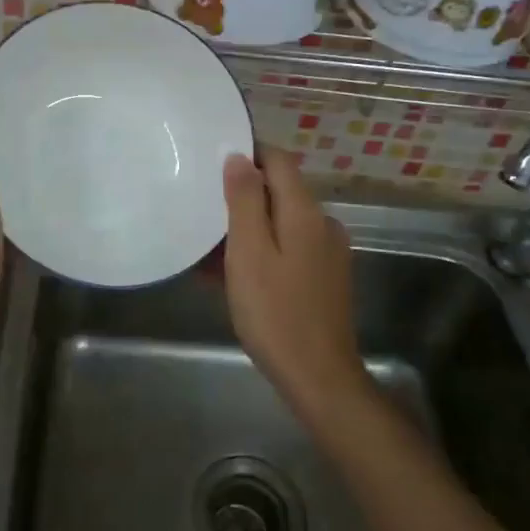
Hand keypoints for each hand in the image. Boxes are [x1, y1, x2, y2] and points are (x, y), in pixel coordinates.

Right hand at [222, 149, 368, 417]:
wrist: (318, 376)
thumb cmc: (275, 312)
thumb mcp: (249, 253)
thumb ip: (244, 201)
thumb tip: (239, 157)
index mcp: (305, 212)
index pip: (279, 160)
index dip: (248, 154)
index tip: (212, 162)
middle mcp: (322, 223)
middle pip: (280, 191)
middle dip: (242, 196)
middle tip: (202, 210)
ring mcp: (327, 252)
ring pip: (281, 223)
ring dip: (248, 229)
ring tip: (208, 249)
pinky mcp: (325, 277)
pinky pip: (288, 249)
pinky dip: (261, 252)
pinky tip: (232, 275)